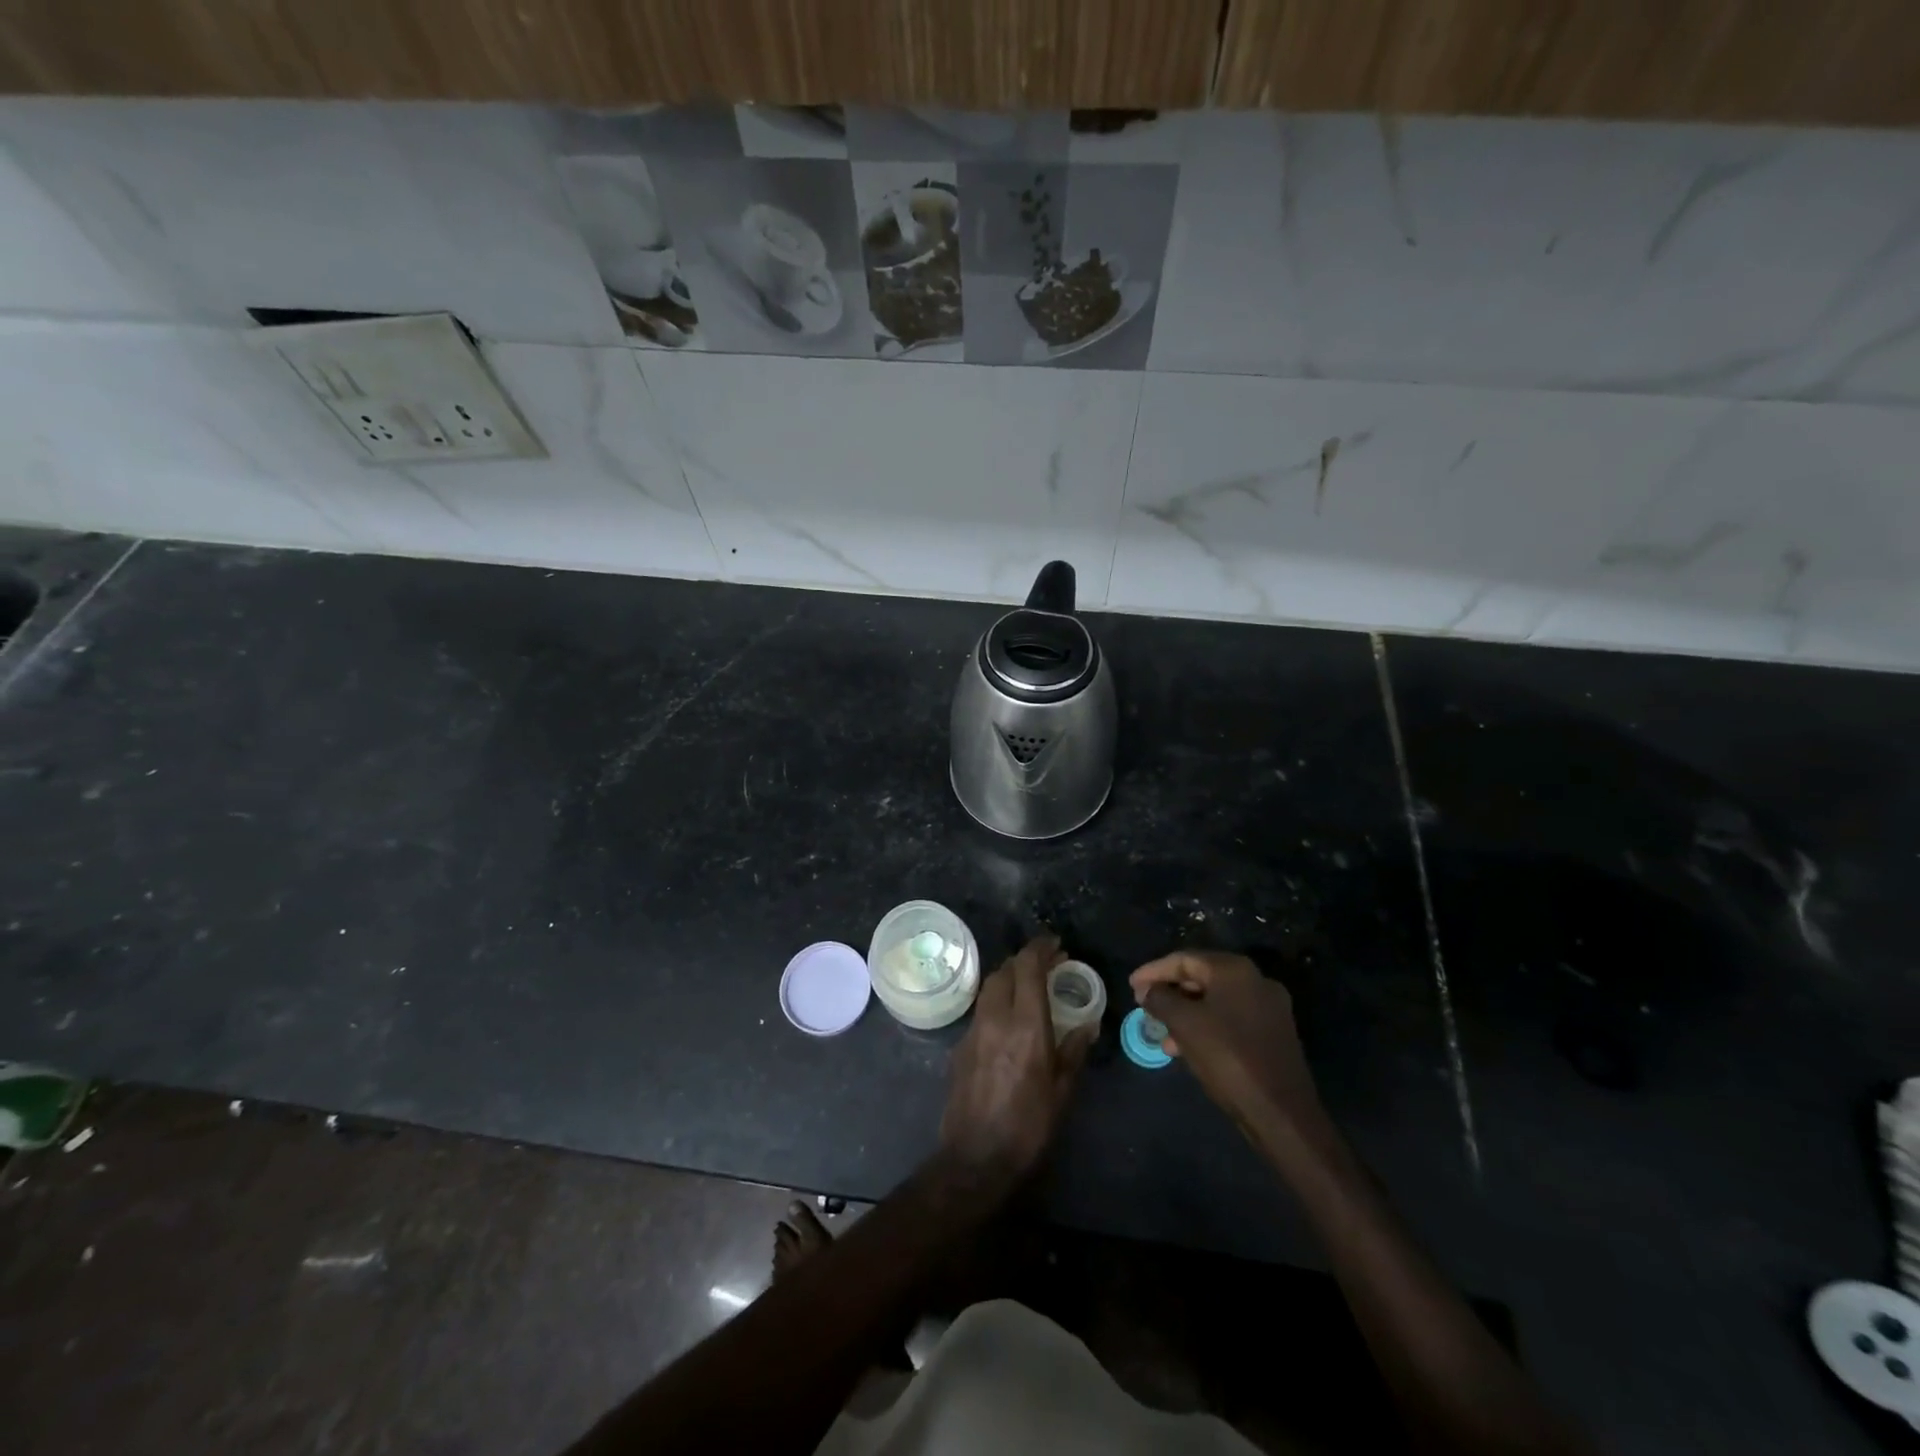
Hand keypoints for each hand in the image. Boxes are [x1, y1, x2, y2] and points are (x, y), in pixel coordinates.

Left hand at [940, 934, 1093, 1183]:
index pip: (1028, 967)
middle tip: (1047, 965)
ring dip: (1009, 978)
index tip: (1056, 945)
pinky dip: (996, 1002)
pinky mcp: (960, 1046)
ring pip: (989, 987)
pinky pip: (980, 1010)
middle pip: (1005, 970)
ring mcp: (973, 1030)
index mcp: (1026, 1024)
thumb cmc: (1029, 1126)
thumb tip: (1088, 1024)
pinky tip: (1008, 1020)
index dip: (1041, 948)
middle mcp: (996, 1017)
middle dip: (1025, 960)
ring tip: (1029, 987)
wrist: (975, 1158)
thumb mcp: (1062, 1090)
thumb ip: (1074, 1051)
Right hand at [1129, 950, 1320, 1135]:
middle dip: (1169, 992)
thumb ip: (1160, 999)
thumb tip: (1148, 990)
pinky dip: (1205, 1026)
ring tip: (1163, 1034)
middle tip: (1144, 1006)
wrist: (1282, 1113)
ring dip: (1185, 1013)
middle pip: (1201, 977)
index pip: (1184, 959)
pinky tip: (1187, 1048)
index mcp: (1234, 970)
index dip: (1153, 971)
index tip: (1131, 986)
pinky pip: (1230, 1019)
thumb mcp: (1184, 1025)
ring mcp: (1268, 1008)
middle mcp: (1255, 980)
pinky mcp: (1272, 1033)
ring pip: (1214, 1001)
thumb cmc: (1228, 1059)